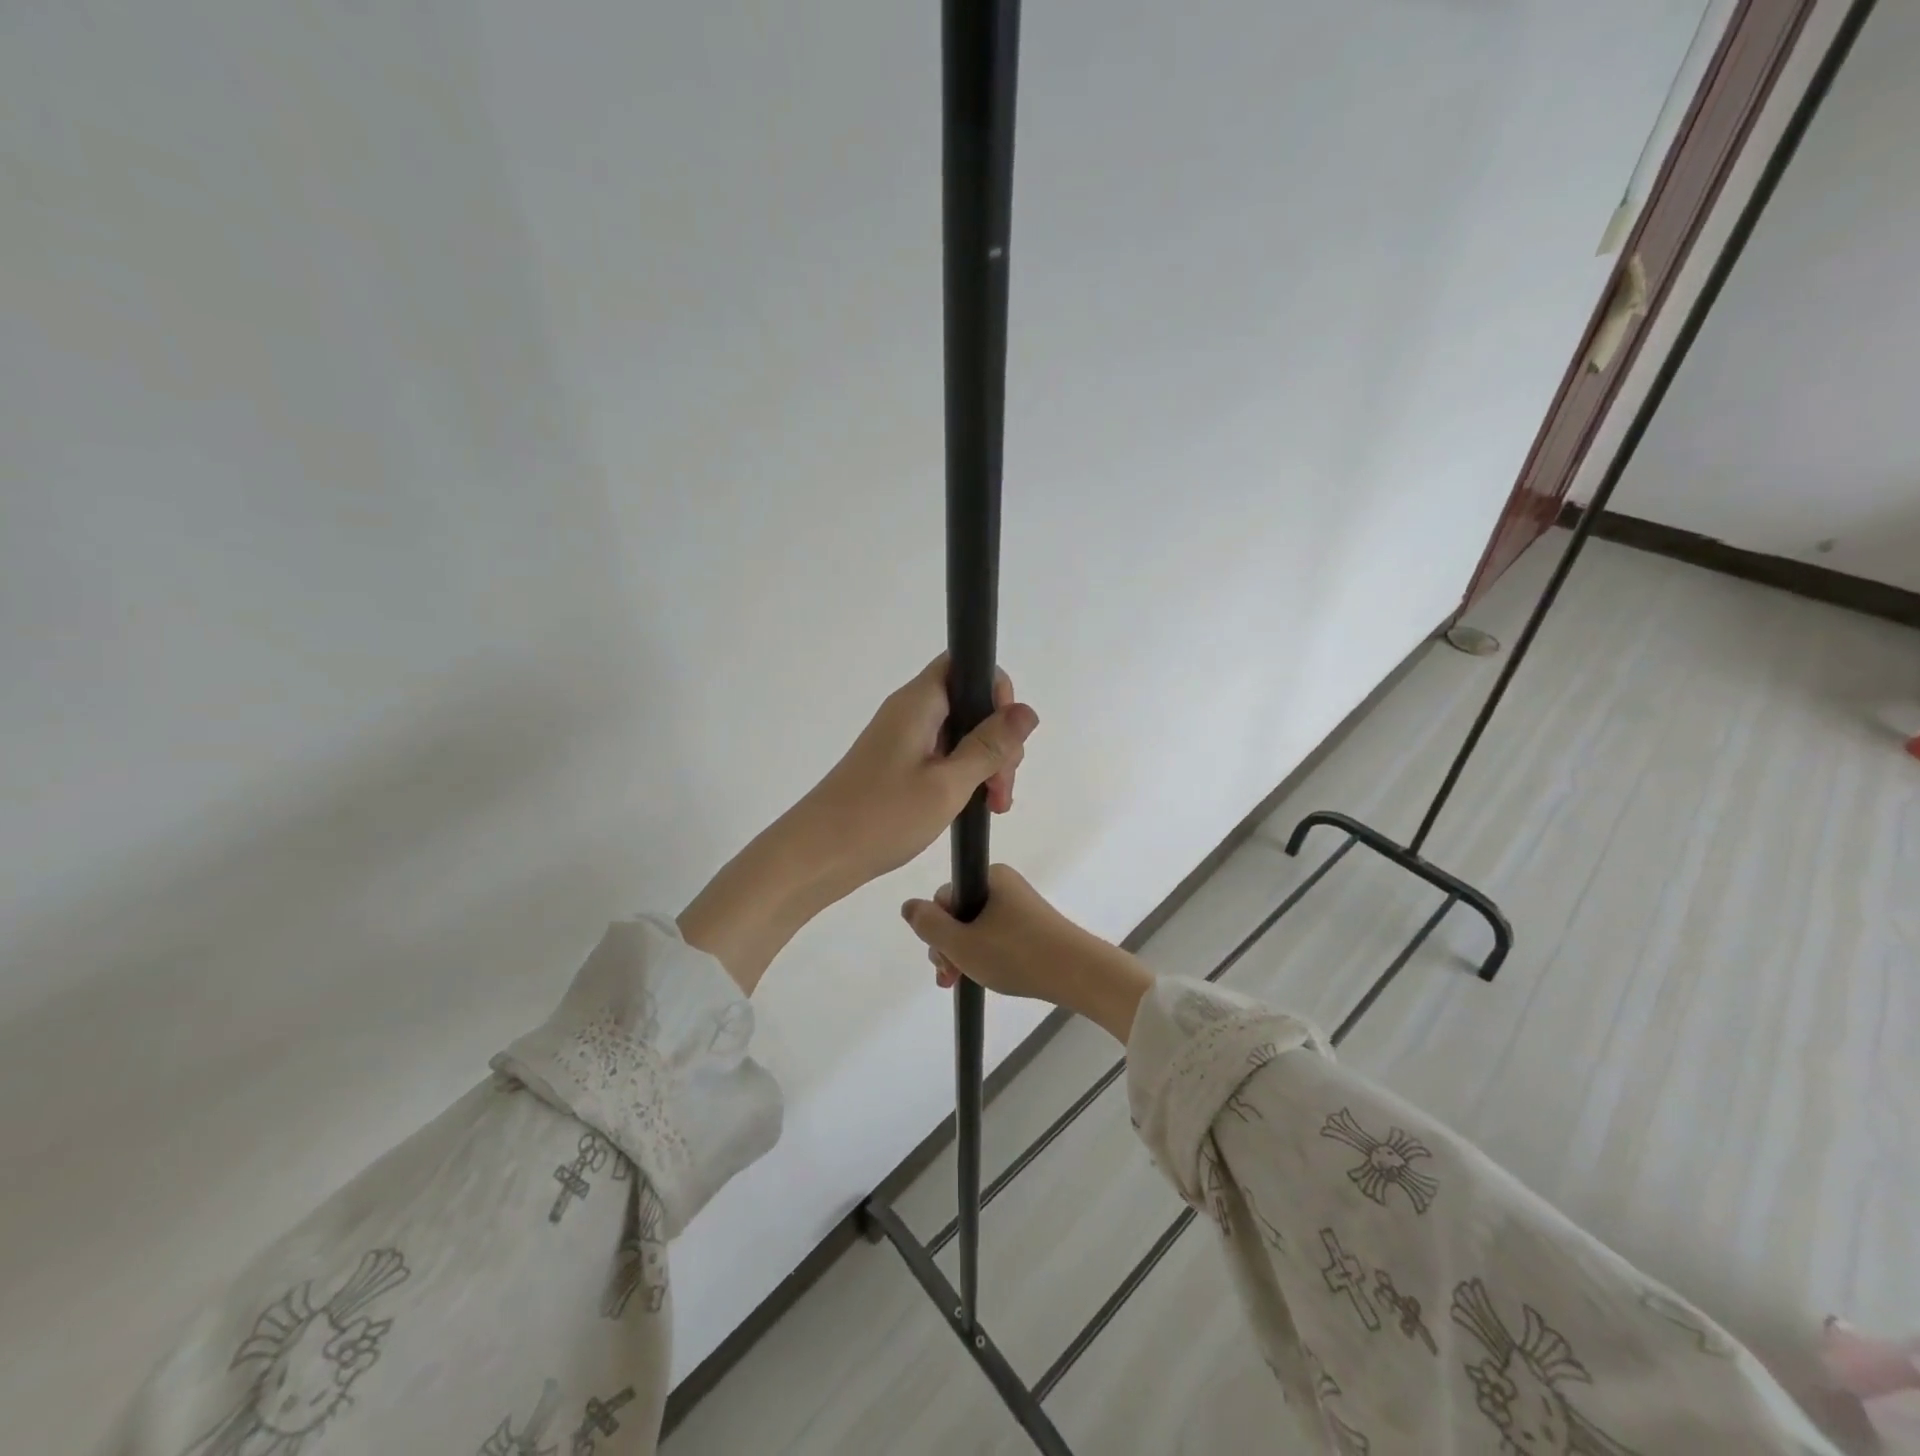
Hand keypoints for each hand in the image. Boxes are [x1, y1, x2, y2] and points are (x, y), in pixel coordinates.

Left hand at [680, 655, 1037, 994]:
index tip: (1008, 738)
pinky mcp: (897, 765)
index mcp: (919, 703)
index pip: (967, 665)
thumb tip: (1028, 711)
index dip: (996, 691)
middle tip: (1003, 787)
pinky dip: (964, 775)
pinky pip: (942, 755)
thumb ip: (989, 746)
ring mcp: (901, 739)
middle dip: (997, 738)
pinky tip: (974, 805)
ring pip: (959, 733)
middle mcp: (909, 712)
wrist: (817, 855)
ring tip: (994, 805)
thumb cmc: (881, 816)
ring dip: (984, 762)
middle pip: (969, 702)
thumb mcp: (947, 784)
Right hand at [901, 865, 1153, 1044]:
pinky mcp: (1034, 926)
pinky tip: (988, 977)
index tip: (942, 960)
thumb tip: (908, 906)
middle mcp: (1005, 884)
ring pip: (978, 928)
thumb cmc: (1017, 954)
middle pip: (960, 913)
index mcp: (990, 877)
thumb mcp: (962, 943)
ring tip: (964, 982)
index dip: (937, 930)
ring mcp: (1021, 906)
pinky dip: (987, 955)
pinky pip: (998, 936)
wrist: (1079, 974)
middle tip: (951, 977)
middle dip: (950, 946)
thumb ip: (929, 925)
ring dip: (965, 954)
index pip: (945, 897)